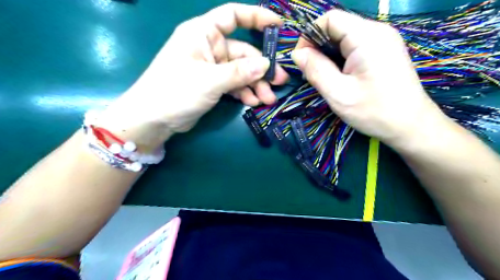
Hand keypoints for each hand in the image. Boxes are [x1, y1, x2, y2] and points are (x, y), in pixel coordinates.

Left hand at [99, 3, 288, 148]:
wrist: (153, 119)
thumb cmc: (175, 91)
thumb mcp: (210, 80)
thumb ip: (239, 72)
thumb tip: (266, 65)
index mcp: (203, 33)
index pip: (233, 16)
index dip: (257, 17)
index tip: (278, 26)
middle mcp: (209, 47)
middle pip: (243, 52)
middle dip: (261, 69)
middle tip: (279, 82)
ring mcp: (211, 67)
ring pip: (241, 72)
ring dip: (255, 85)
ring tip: (268, 99)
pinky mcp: (212, 84)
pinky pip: (234, 85)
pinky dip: (244, 92)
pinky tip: (253, 102)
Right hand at [292, 10, 446, 149]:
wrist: (410, 125)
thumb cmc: (374, 111)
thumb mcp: (338, 94)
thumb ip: (316, 70)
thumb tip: (297, 54)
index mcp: (367, 37)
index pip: (330, 19)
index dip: (310, 35)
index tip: (301, 60)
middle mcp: (377, 31)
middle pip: (337, 27)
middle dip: (318, 47)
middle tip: (311, 72)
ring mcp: (382, 40)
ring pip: (344, 37)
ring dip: (328, 54)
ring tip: (325, 77)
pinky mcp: (383, 51)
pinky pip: (354, 46)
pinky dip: (340, 58)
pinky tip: (339, 76)